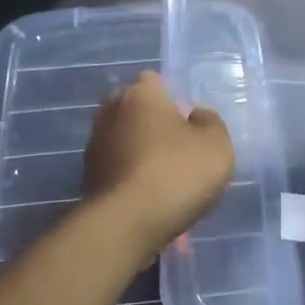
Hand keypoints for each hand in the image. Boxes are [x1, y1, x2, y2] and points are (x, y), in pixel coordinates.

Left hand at [84, 71, 234, 258]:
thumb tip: (196, 116)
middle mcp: (110, 111)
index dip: (173, 98)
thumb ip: (211, 123)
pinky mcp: (87, 176)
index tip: (188, 122)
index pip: (155, 81)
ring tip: (164, 177)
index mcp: (141, 94)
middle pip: (135, 108)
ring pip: (123, 138)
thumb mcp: (217, 145)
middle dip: (152, 122)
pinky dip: (129, 174)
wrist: (127, 223)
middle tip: (177, 147)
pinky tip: (147, 195)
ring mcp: (94, 145)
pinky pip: (116, 166)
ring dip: (139, 150)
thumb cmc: (178, 173)